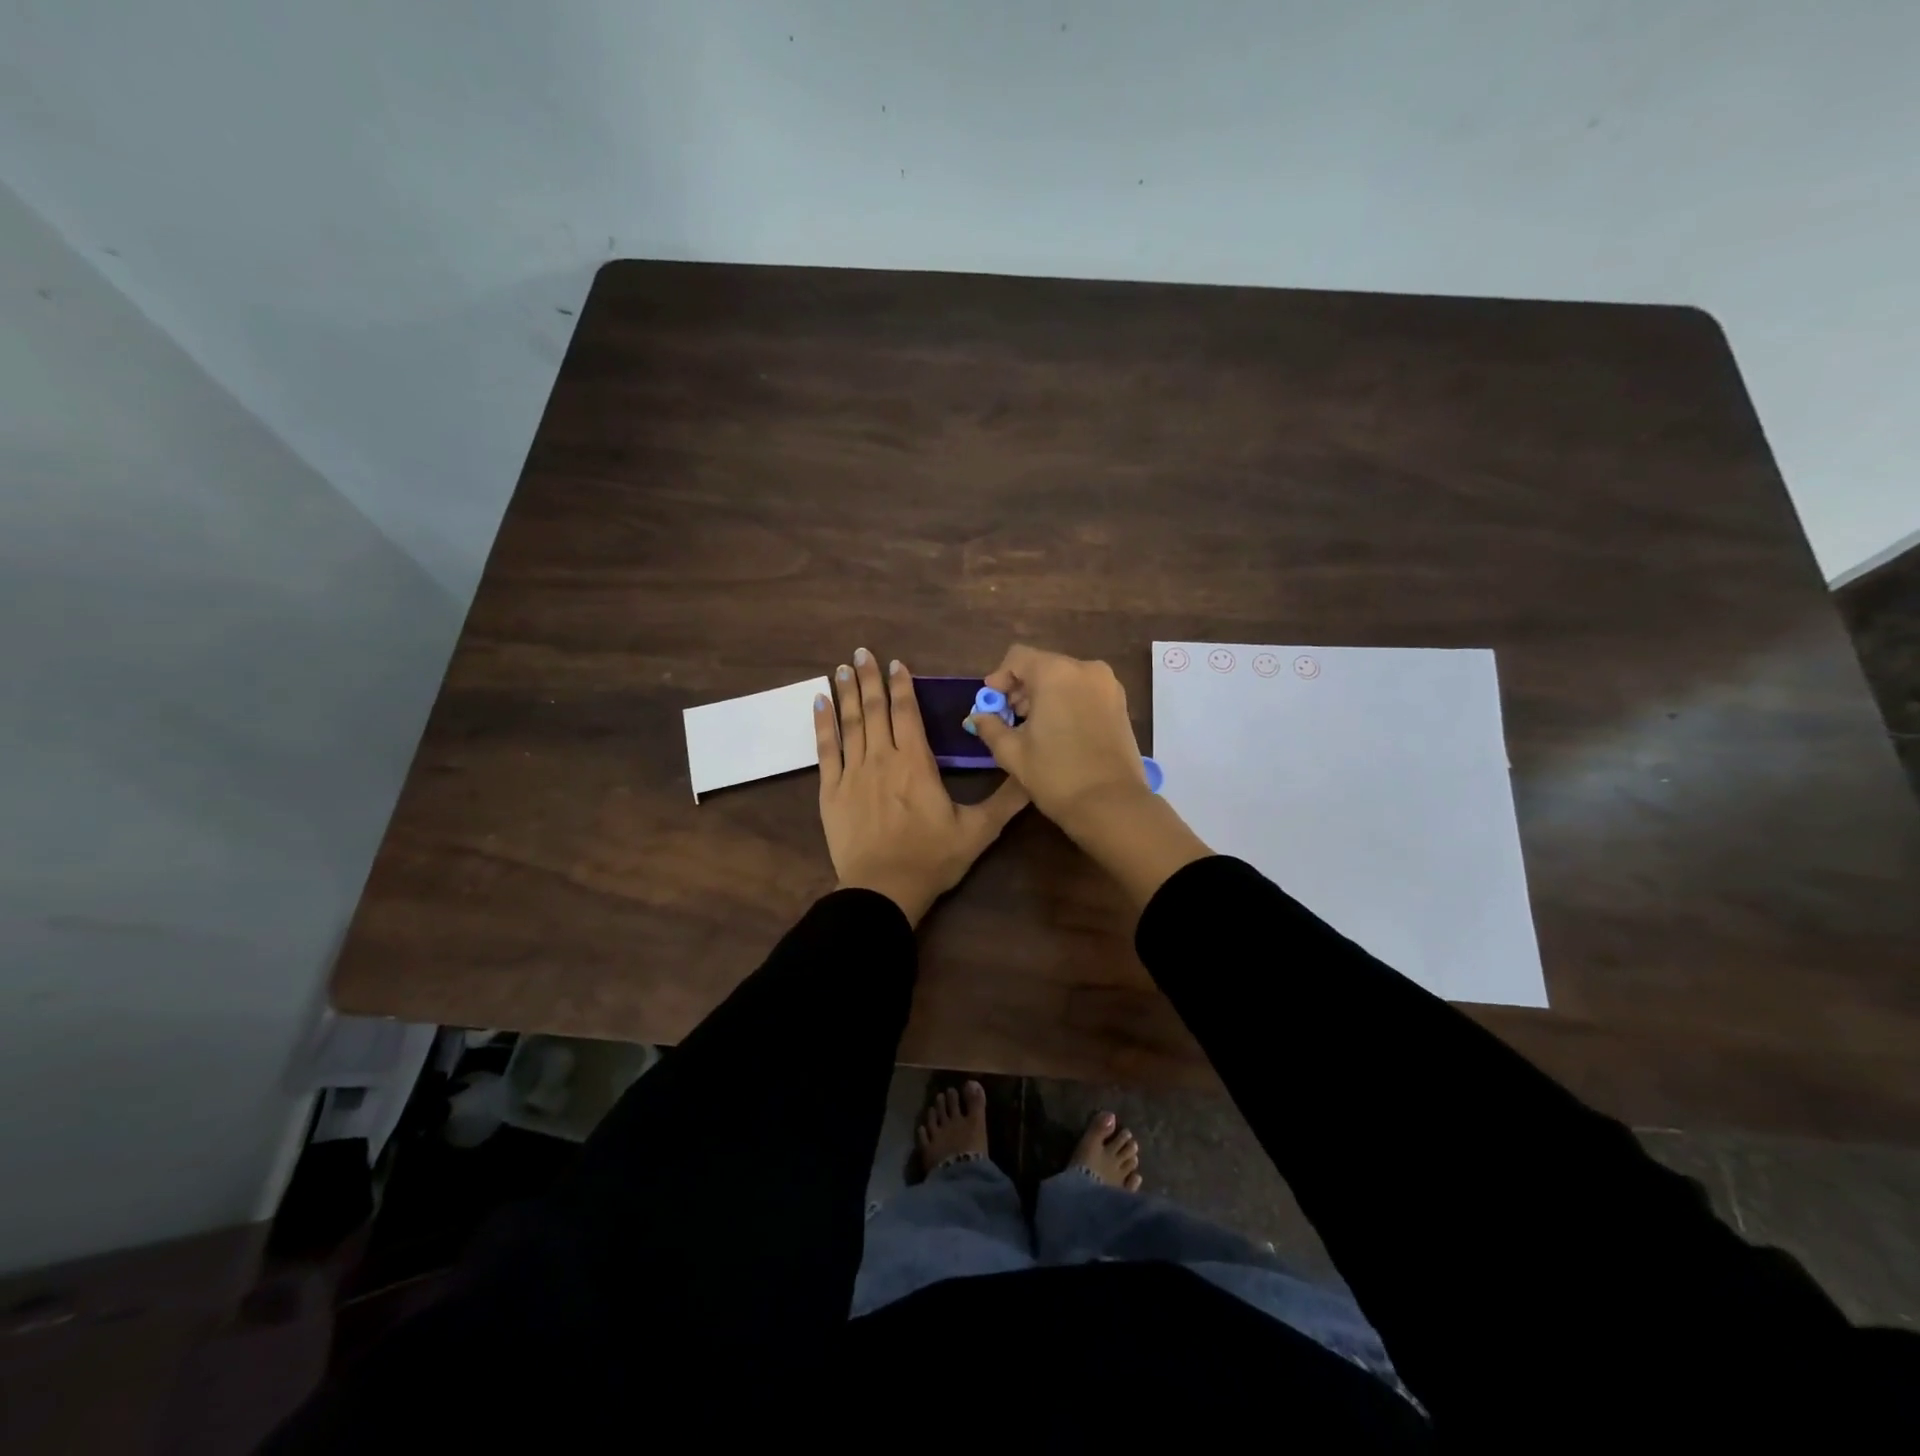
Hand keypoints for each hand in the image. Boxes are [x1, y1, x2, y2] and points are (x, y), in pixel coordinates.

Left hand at [816, 648, 1027, 924]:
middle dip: (869, 679)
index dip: (902, 686)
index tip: (895, 663)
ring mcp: (853, 773)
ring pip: (850, 723)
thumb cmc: (931, 859)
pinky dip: (822, 724)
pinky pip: (825, 750)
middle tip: (861, 652)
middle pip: (875, 710)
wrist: (883, 890)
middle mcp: (882, 758)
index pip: (907, 713)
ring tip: (841, 667)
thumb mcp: (977, 832)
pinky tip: (818, 703)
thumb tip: (1033, 774)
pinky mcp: (831, 791)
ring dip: (845, 693)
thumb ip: (1005, 801)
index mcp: (916, 763)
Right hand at [964, 644, 1151, 827]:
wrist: (1110, 804)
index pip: (1017, 657)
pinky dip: (1067, 701)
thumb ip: (990, 726)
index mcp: (1055, 673)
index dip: (999, 678)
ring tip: (1034, 728)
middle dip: (1022, 687)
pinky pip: (1085, 690)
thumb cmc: (1055, 775)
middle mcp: (1085, 669)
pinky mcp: (1121, 703)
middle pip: (1043, 665)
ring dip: (1045, 694)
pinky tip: (1059, 731)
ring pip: (1065, 677)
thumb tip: (977, 716)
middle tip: (1010, 718)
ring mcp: (1108, 685)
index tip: (992, 703)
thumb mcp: (1012, 752)